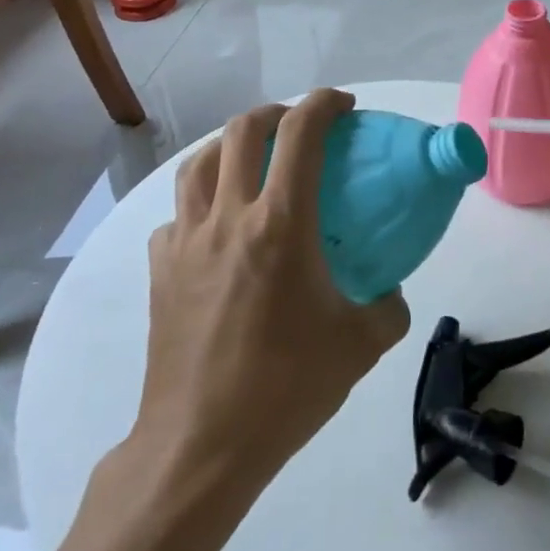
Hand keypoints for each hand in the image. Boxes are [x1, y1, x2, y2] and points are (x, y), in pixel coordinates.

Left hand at [135, 89, 410, 491]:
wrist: (200, 446)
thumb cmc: (286, 387)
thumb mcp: (361, 345)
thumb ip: (388, 306)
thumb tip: (389, 291)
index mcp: (280, 224)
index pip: (301, 133)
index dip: (325, 104)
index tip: (345, 106)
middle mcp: (228, 217)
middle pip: (243, 130)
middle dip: (276, 112)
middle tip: (300, 127)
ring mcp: (186, 241)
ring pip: (200, 163)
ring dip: (231, 146)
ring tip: (253, 161)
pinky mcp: (160, 270)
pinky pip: (178, 216)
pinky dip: (201, 204)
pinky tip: (216, 229)